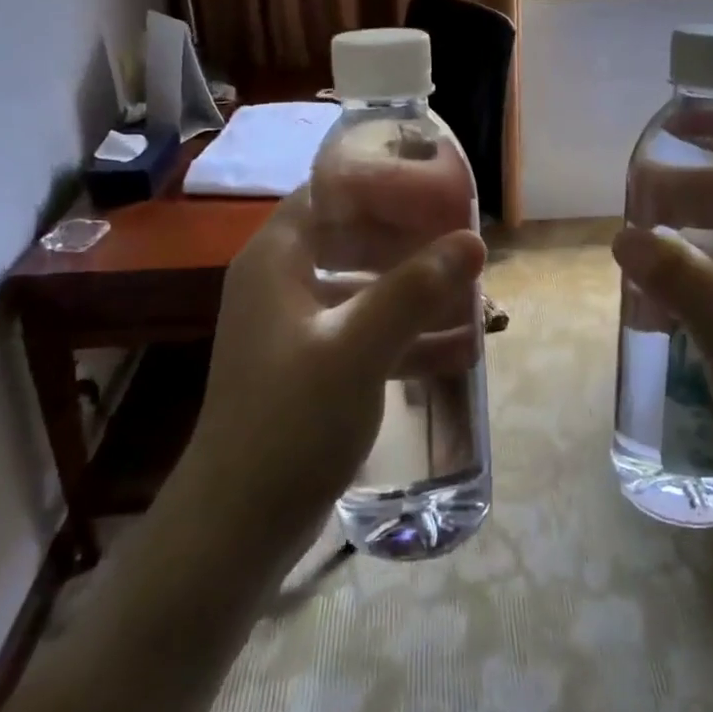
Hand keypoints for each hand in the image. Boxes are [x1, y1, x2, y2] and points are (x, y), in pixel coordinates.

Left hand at [182, 187, 485, 557]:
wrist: (237, 527)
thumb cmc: (290, 422)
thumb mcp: (357, 349)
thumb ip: (414, 290)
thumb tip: (472, 241)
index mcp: (277, 259)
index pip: (329, 191)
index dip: (381, 183)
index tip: (436, 188)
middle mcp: (282, 282)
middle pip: (353, 237)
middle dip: (411, 240)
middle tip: (464, 243)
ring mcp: (297, 328)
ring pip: (366, 287)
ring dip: (417, 291)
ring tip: (475, 297)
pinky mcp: (311, 367)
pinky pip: (367, 332)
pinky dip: (407, 335)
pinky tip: (460, 350)